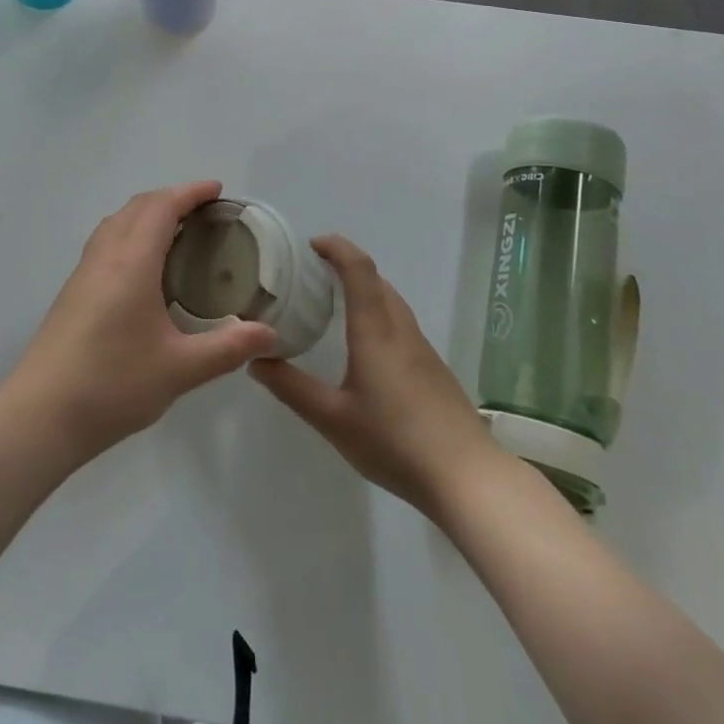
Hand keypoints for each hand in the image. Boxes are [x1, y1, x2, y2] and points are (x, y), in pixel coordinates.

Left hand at [0, 182, 279, 460]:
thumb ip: (227, 348)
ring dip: (147, 213)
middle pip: (138, 206)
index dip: (190, 192)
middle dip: (172, 198)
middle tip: (205, 211)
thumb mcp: (179, 369)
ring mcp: (83, 272)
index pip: (162, 207)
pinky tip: (143, 267)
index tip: (218, 190)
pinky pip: (106, 241)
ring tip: (177, 231)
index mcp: (131, 262)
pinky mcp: (73, 291)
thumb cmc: (112, 385)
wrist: (40, 414)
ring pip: (117, 222)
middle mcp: (105, 256)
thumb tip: (270, 334)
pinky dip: (131, 232)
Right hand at [252, 235, 493, 517]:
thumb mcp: (333, 419)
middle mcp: (400, 329)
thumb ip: (293, 388)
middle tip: (313, 275)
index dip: (336, 247)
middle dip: (346, 266)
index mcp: (375, 329)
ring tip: (335, 305)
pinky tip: (366, 346)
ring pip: (391, 301)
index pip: (358, 268)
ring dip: (365, 289)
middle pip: (376, 280)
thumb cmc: (395, 442)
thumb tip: (256, 361)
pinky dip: (378, 313)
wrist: (467, 478)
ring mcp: (422, 349)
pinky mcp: (434, 369)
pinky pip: (400, 323)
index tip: (311, 244)